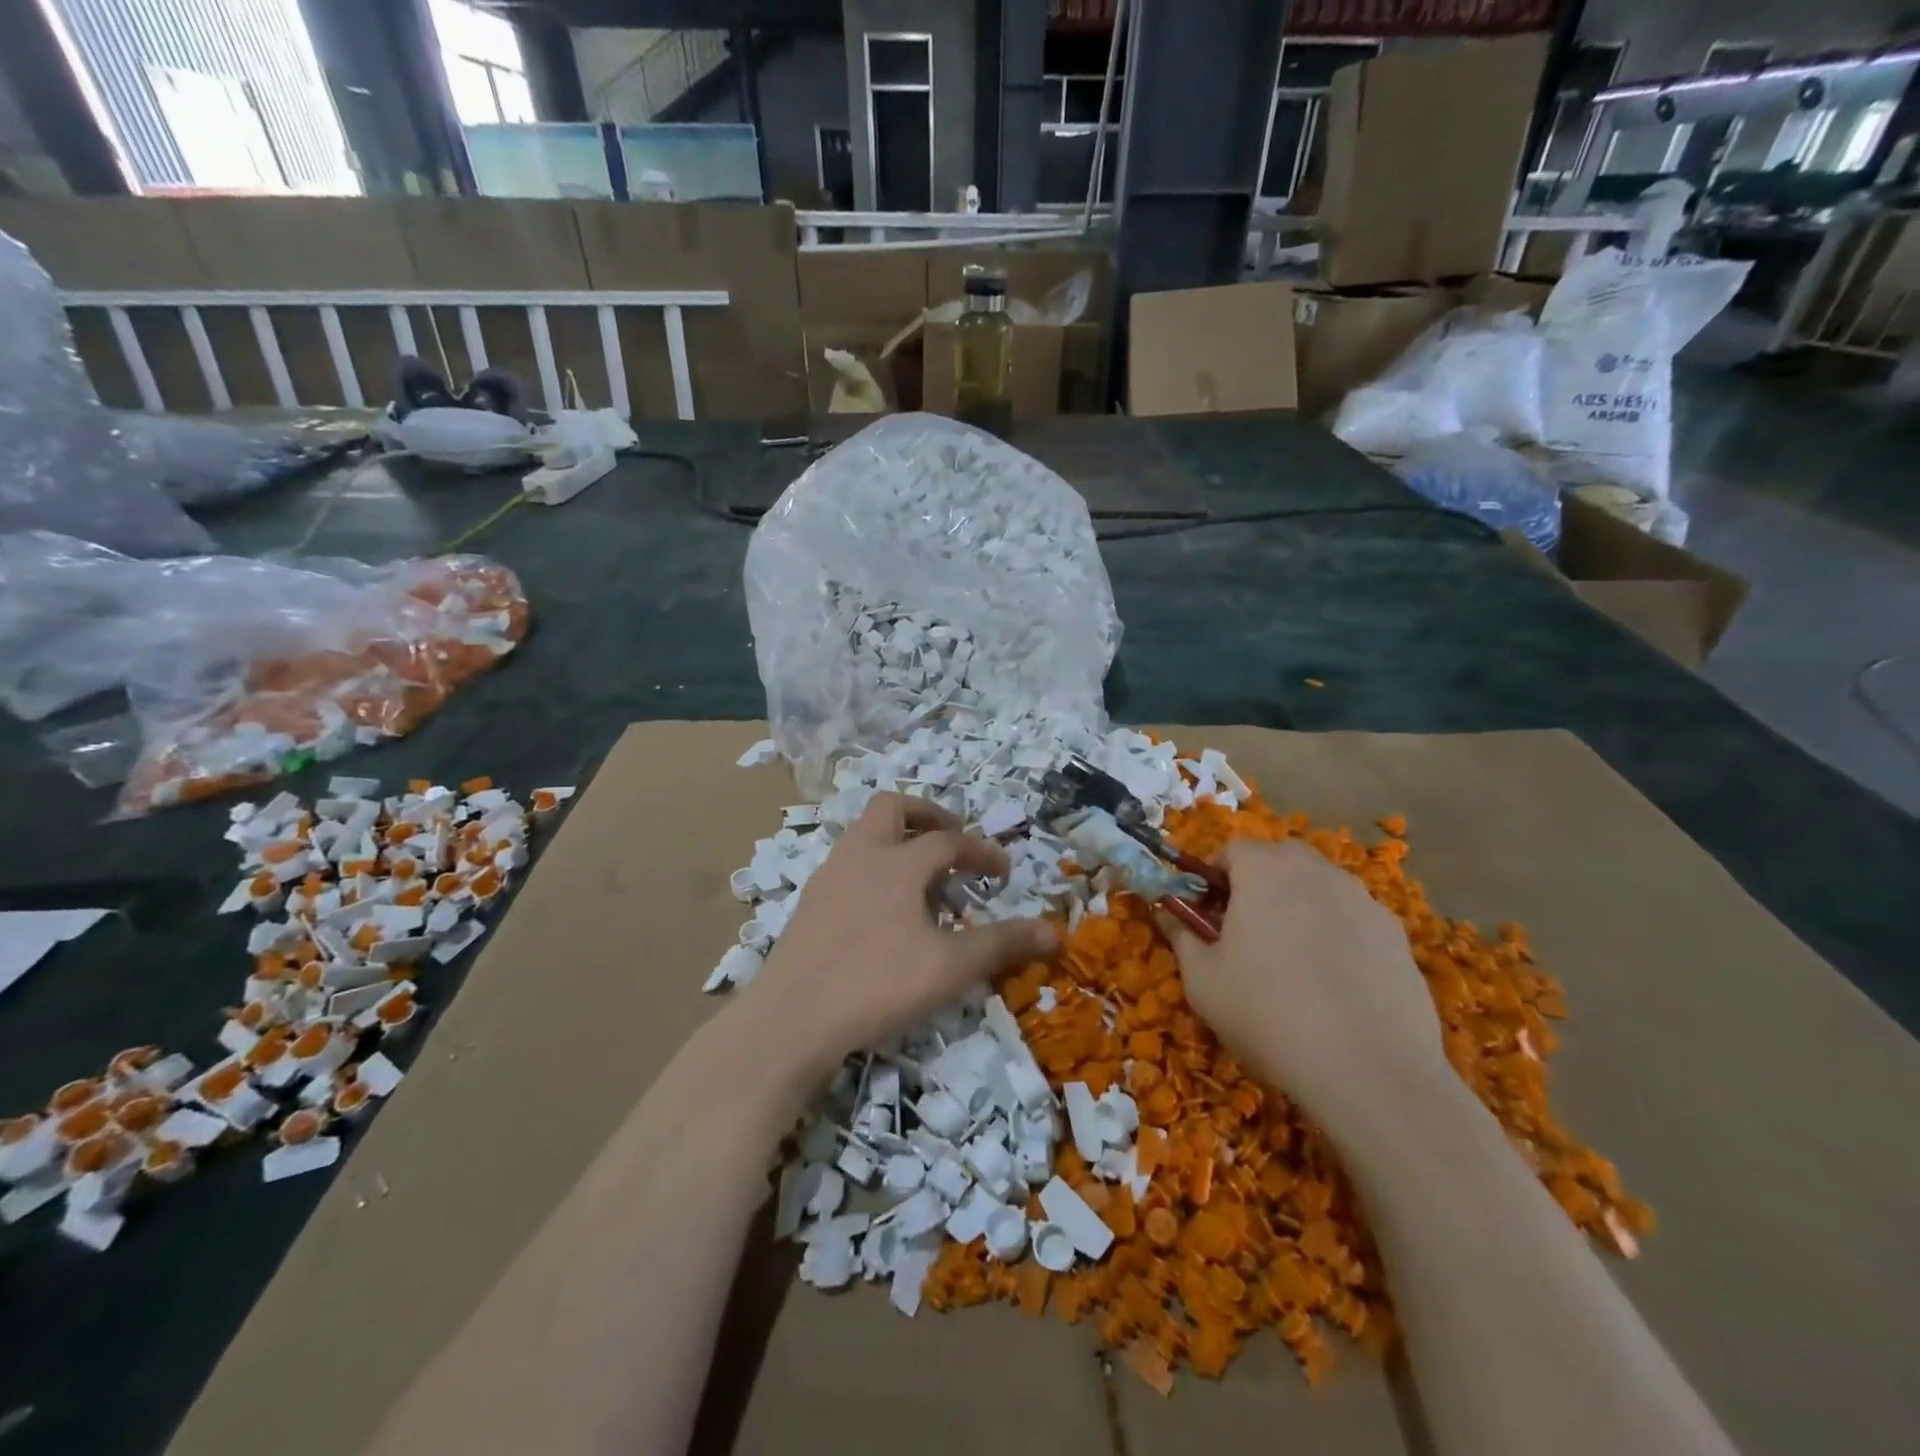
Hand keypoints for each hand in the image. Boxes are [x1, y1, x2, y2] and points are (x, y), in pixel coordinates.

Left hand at [747, 793, 1058, 1079]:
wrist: (790, 1019)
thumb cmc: (876, 984)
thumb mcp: (949, 968)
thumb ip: (1002, 944)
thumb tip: (1056, 933)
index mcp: (897, 862)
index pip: (949, 841)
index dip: (982, 852)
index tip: (1003, 873)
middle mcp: (860, 855)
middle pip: (893, 807)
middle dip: (928, 815)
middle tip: (952, 840)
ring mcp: (828, 876)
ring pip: (864, 833)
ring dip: (898, 839)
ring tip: (921, 874)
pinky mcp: (810, 902)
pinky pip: (848, 862)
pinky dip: (874, 865)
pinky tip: (883, 907)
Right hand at [1161, 838, 1449, 1146]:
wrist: (1370, 1071)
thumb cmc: (1267, 1014)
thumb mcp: (1203, 979)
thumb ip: (1182, 934)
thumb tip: (1168, 911)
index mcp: (1265, 870)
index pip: (1232, 849)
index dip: (1212, 876)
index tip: (1204, 912)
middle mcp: (1317, 872)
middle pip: (1280, 859)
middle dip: (1258, 883)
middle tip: (1243, 930)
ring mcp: (1364, 901)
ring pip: (1319, 888)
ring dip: (1298, 907)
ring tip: (1289, 961)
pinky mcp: (1397, 937)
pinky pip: (1353, 920)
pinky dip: (1336, 936)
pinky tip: (1332, 984)